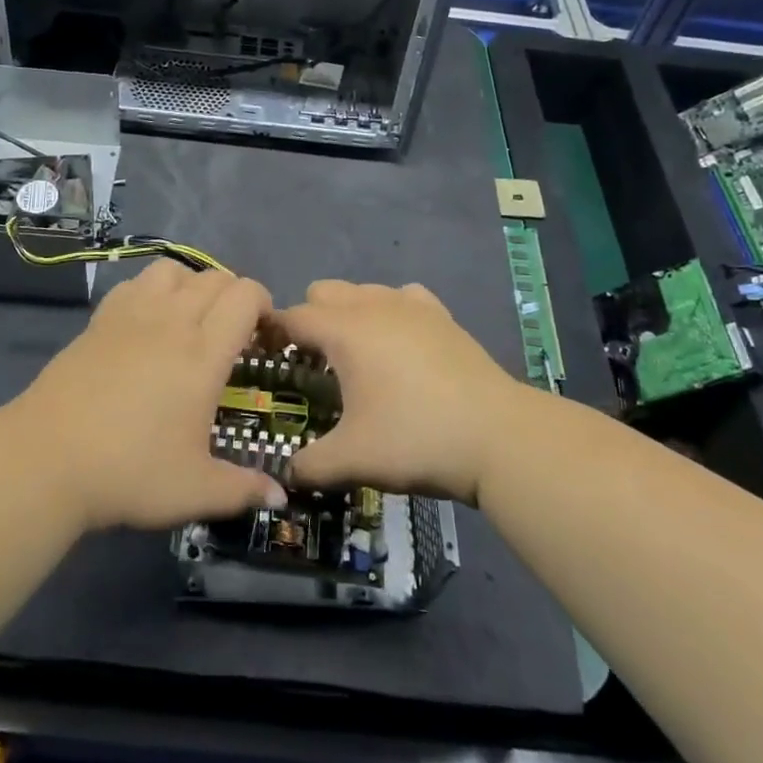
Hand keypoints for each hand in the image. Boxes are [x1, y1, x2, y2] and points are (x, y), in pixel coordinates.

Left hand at [16, 260, 287, 532]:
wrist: (46, 459)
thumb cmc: (129, 471)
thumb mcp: (194, 490)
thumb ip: (242, 489)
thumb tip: (281, 496)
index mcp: (203, 352)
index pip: (246, 296)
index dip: (264, 305)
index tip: (264, 336)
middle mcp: (172, 320)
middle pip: (215, 278)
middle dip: (234, 297)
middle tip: (233, 334)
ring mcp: (132, 314)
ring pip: (174, 269)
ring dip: (192, 285)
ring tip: (190, 319)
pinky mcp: (100, 319)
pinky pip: (135, 282)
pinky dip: (152, 290)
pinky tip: (147, 324)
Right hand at [275, 281, 524, 505]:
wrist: (497, 435)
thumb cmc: (416, 438)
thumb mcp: (353, 459)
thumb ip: (310, 464)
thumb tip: (287, 472)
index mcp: (344, 331)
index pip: (293, 316)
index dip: (272, 332)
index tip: (265, 355)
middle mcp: (373, 305)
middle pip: (324, 291)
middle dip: (310, 319)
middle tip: (314, 363)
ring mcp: (411, 304)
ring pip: (363, 290)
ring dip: (349, 313)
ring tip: (358, 356)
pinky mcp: (441, 314)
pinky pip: (403, 297)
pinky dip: (391, 312)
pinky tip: (400, 344)